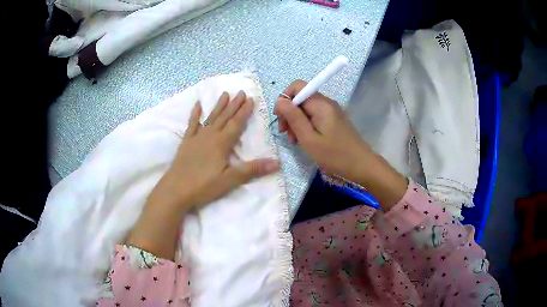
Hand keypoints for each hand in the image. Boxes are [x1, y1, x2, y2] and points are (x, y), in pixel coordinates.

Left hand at [154, 90, 279, 210]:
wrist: (176, 189)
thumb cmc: (204, 186)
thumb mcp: (230, 180)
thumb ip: (252, 169)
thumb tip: (277, 163)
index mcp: (221, 143)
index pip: (236, 123)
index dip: (244, 111)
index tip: (251, 99)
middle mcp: (210, 135)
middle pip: (225, 117)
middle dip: (234, 104)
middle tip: (241, 92)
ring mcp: (197, 137)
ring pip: (211, 117)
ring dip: (219, 106)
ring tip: (225, 93)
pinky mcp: (186, 142)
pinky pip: (192, 124)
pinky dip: (195, 114)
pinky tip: (197, 105)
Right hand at [274, 80, 406, 207]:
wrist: (361, 166)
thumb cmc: (334, 155)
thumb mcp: (309, 138)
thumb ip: (293, 117)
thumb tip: (280, 100)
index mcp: (321, 104)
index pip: (297, 87)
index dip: (284, 99)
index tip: (281, 119)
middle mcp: (326, 102)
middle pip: (301, 98)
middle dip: (289, 113)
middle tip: (286, 134)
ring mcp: (331, 111)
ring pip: (306, 108)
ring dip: (296, 121)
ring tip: (295, 141)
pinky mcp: (334, 119)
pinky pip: (314, 116)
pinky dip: (306, 125)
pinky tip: (305, 140)